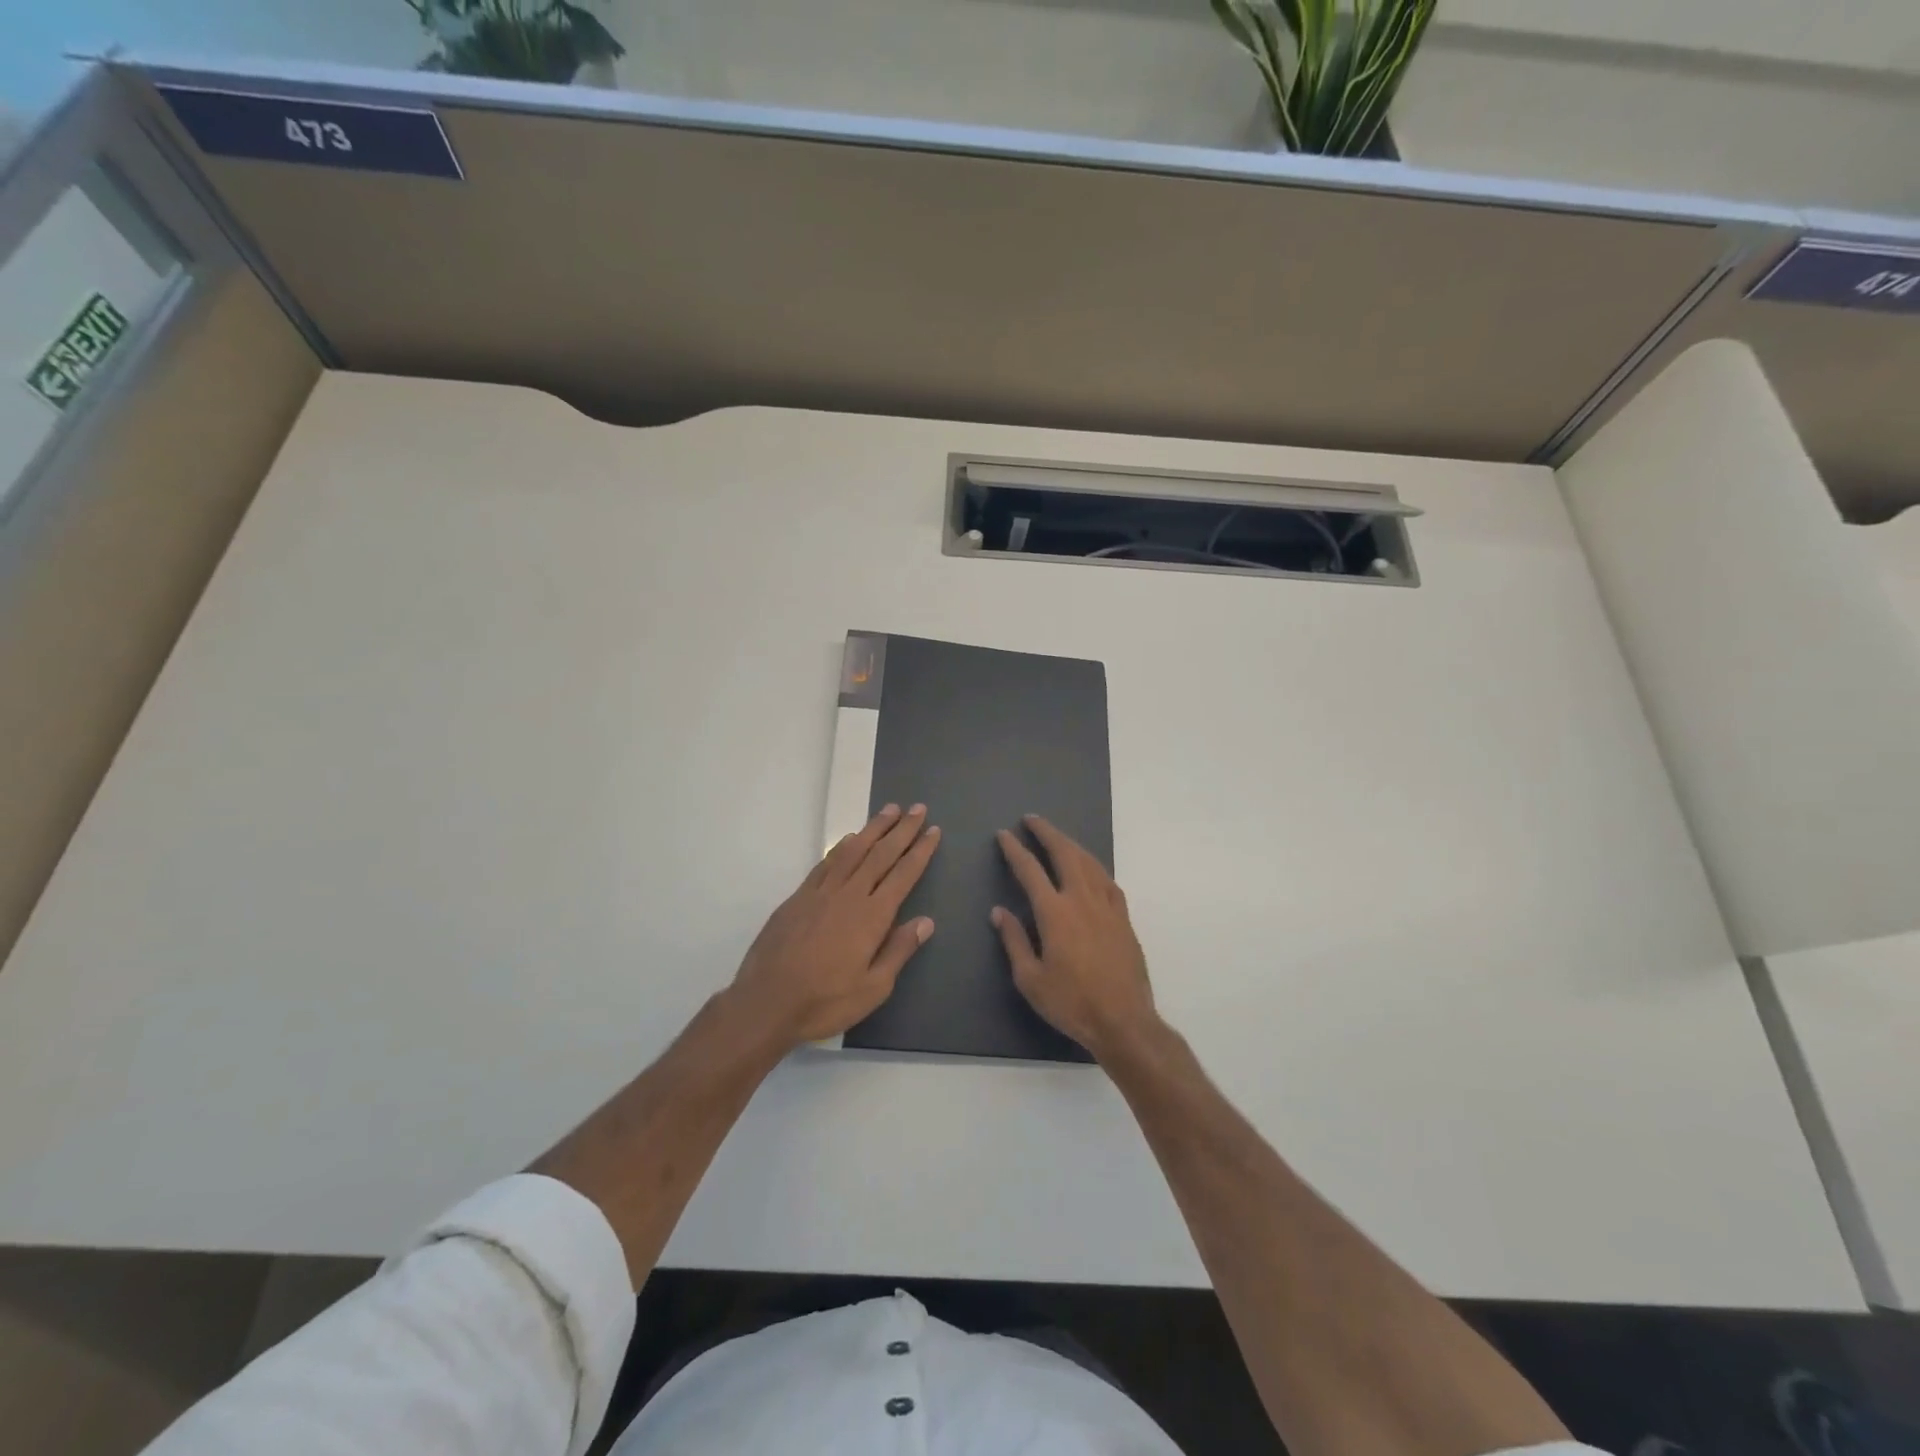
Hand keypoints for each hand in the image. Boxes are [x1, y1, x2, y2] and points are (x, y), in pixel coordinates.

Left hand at [728, 804, 940, 1048]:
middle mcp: (849, 895)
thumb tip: (925, 921)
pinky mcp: (799, 897)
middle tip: (918, 808)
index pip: (903, 875)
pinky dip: (841, 847)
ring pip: (853, 851)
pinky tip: (850, 839)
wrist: (766, 1001)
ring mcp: (821, 892)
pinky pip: (826, 863)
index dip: (920, 851)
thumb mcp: (873, 988)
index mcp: (872, 916)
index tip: (933, 831)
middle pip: (881, 854)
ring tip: (889, 810)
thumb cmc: (825, 1001)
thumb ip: (899, 950)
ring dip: (873, 828)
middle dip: (902, 830)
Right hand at [992, 815, 1158, 1060]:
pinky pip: (1108, 880)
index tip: (1004, 835)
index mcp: (1055, 913)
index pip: (1030, 870)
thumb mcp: (1030, 979)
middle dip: (1047, 832)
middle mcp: (1082, 900)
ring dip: (1071, 844)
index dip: (1015, 850)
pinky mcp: (1124, 918)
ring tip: (1057, 836)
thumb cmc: (1071, 1003)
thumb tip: (999, 912)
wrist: (1124, 1020)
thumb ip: (1014, 940)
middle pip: (1064, 853)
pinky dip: (1094, 866)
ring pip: (1089, 862)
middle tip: (1032, 820)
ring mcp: (1107, 906)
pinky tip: (1090, 867)